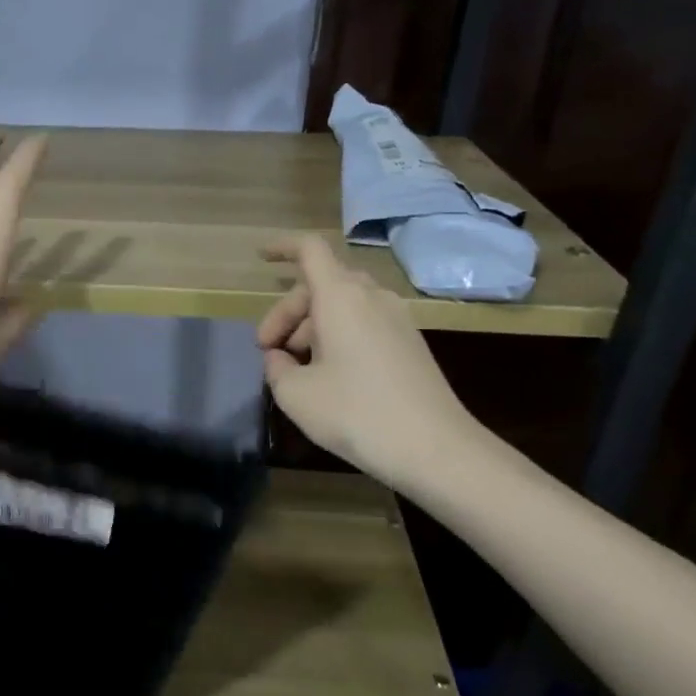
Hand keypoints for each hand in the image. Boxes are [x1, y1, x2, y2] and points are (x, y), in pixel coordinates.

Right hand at [258, 235, 486, 488]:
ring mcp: (396, 319)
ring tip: (296, 368)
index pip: (310, 250)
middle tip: (268, 352)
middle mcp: (371, 297)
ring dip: (312, 327)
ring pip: (343, 305)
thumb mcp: (296, 394)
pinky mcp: (409, 343)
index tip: (261, 259)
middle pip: (321, 284)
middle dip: (288, 312)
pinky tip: (329, 376)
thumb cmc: (355, 414)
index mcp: (341, 297)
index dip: (283, 248)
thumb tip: (280, 358)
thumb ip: (276, 368)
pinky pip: (364, 323)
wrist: (434, 448)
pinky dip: (338, 337)